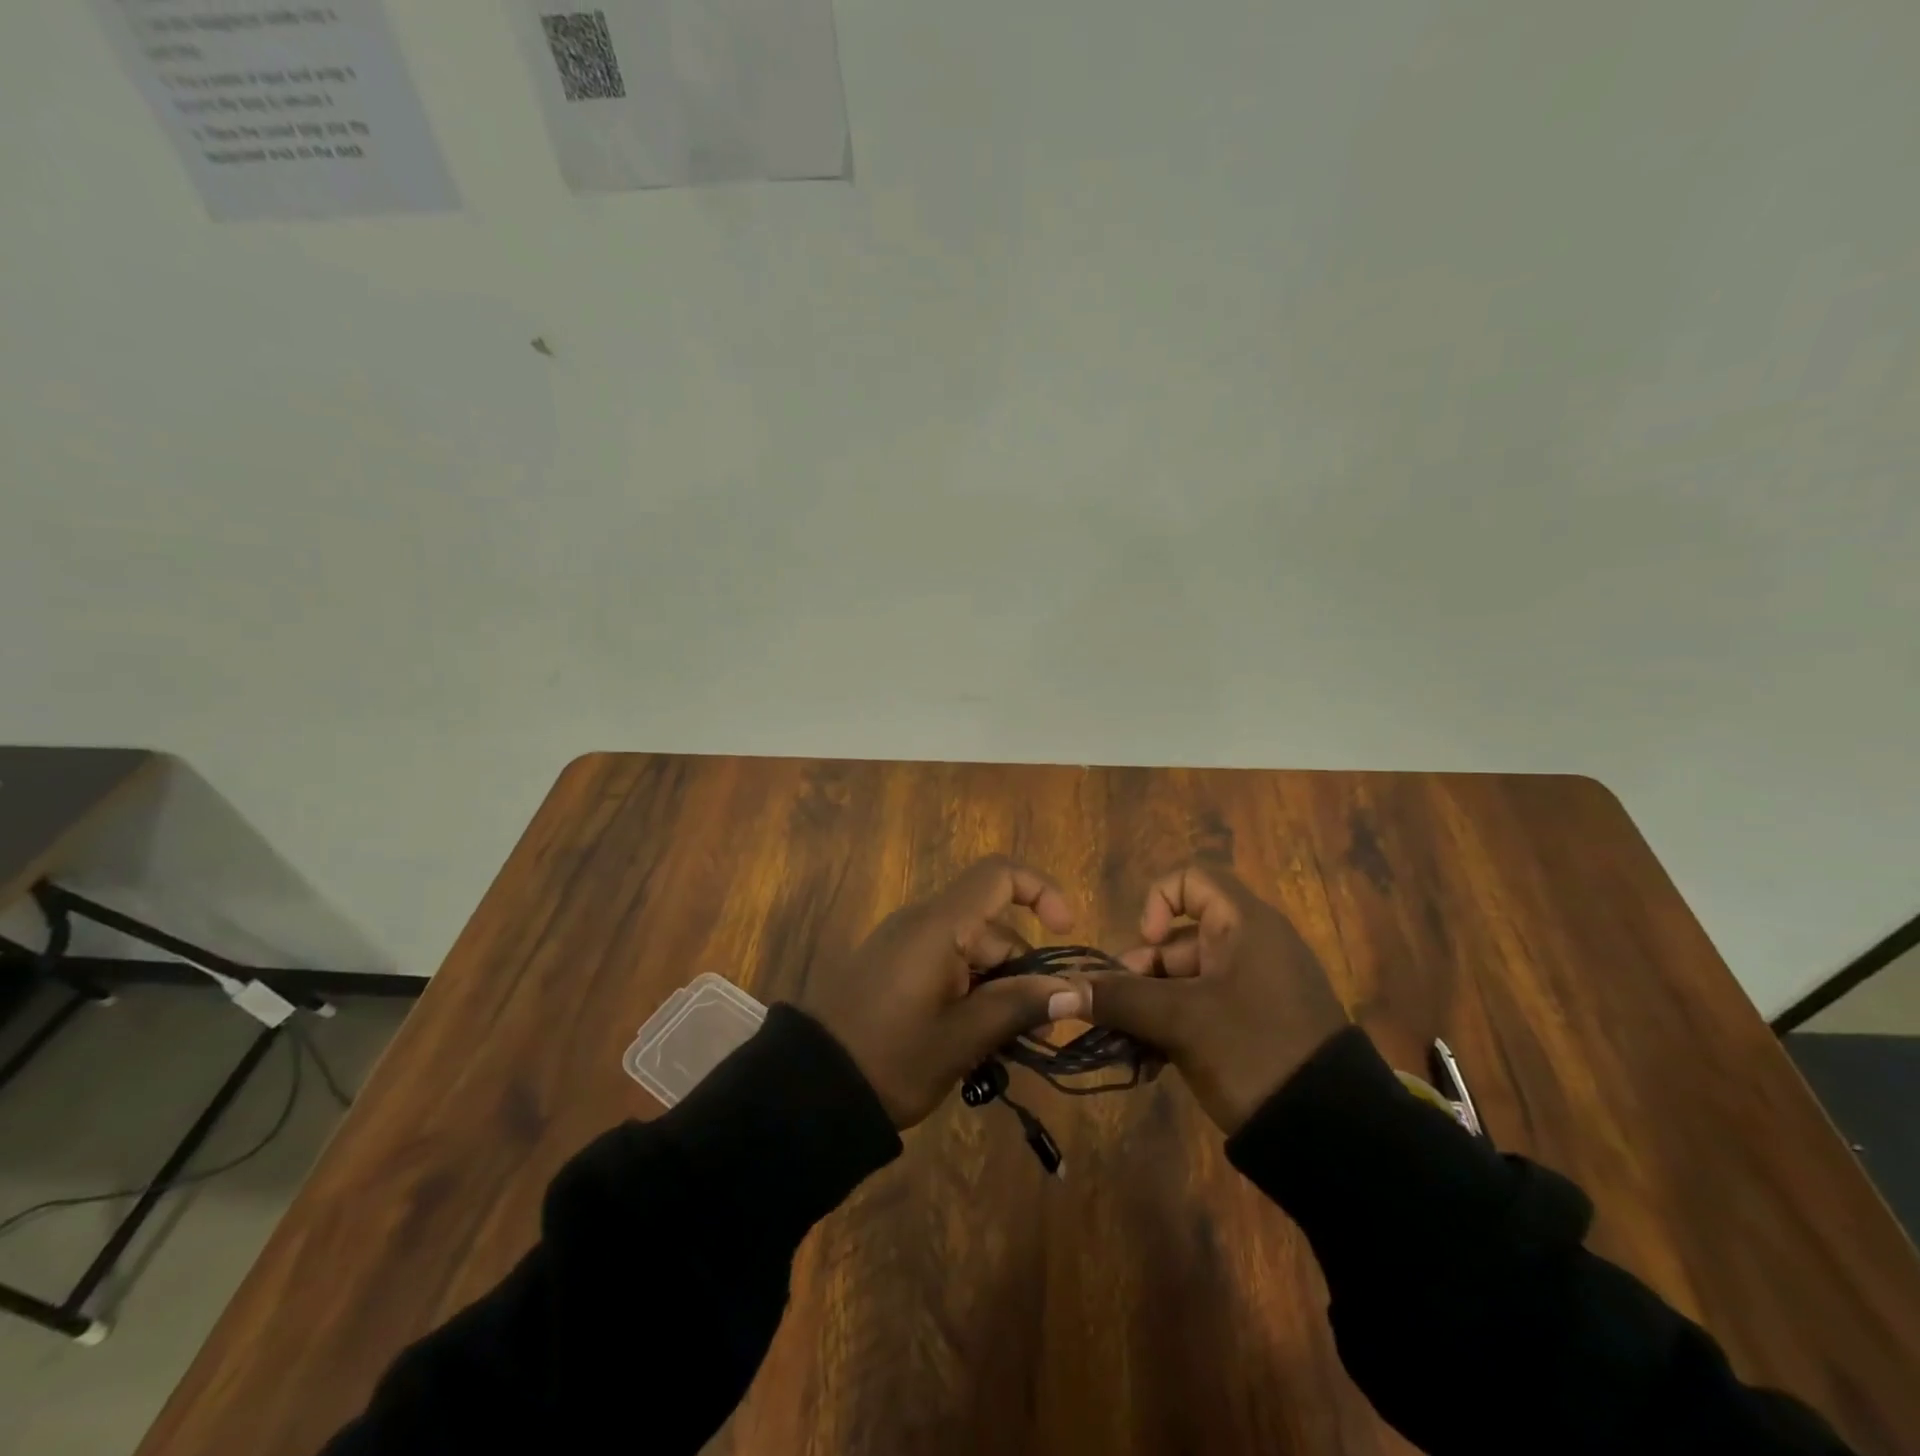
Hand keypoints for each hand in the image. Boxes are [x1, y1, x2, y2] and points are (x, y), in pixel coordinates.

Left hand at [799, 857, 1081, 1127]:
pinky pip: (946, 967)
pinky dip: (970, 995)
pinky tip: (977, 1042)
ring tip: (1009, 1049)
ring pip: (972, 953)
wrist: (808, 1089)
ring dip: (998, 992)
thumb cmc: (891, 1058)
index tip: (1066, 932)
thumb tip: (1076, 989)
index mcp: (939, 925)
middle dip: (1023, 972)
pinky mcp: (894, 968)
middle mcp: (923, 923)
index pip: (998, 875)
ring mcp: (905, 945)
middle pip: (992, 927)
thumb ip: (1020, 1005)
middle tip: (1040, 1032)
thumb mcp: (963, 1038)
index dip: (1040, 891)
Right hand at [1070, 863, 1347, 1133]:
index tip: (1146, 945)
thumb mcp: (1181, 1021)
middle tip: (1117, 1013)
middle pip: (1179, 939)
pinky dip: (1173, 1028)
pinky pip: (1202, 1010)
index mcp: (1244, 925)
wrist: (1334, 1135)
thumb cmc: (1254, 1050)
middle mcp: (1251, 946)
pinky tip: (1150, 1064)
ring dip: (1149, 1008)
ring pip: (1185, 980)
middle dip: (1140, 973)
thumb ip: (1119, 998)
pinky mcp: (1256, 1025)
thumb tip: (1061, 989)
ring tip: (1129, 1048)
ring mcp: (1255, 988)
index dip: (1158, 902)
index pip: (1191, 880)